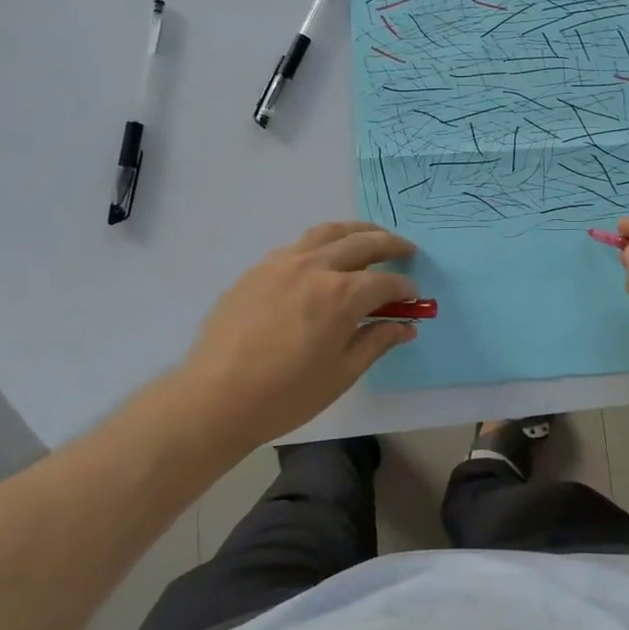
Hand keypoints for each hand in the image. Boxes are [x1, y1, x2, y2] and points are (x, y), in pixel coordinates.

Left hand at [164, 221, 419, 450]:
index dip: (405, 289)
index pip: (385, 282)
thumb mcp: (341, 373)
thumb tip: (406, 326)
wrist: (214, 398)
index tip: (413, 298)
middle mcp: (315, 267)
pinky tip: (324, 258)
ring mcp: (282, 262)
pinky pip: (299, 244)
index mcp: (341, 295)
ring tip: (370, 237)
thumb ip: (376, 342)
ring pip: (328, 231)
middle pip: (362, 242)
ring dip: (356, 231)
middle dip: (390, 244)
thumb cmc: (285, 395)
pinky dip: (322, 243)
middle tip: (407, 250)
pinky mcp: (258, 269)